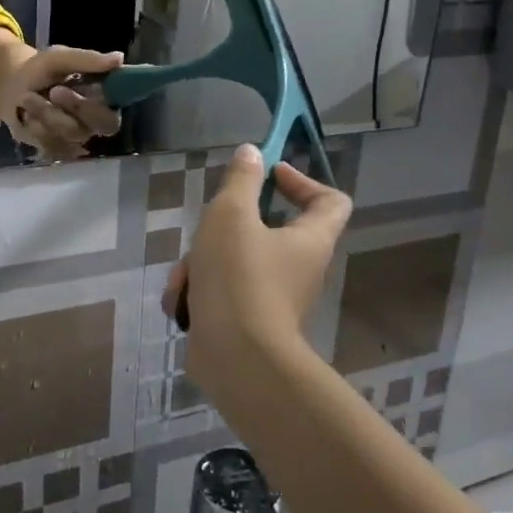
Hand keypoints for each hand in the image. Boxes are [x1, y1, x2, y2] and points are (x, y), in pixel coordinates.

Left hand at [0, 31, 124, 159]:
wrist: (10, 87)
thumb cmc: (41, 70)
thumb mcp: (59, 58)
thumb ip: (87, 60)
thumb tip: (119, 58)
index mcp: (105, 98)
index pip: (119, 107)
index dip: (105, 102)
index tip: (82, 89)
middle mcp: (97, 121)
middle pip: (103, 125)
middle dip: (77, 106)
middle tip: (55, 91)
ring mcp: (78, 137)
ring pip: (72, 134)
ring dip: (46, 113)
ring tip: (26, 97)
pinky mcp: (58, 149)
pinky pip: (52, 145)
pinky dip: (35, 128)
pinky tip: (26, 116)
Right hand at [163, 145, 351, 394]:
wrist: (235, 360)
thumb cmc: (239, 277)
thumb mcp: (231, 215)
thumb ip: (241, 180)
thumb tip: (252, 153)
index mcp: (309, 240)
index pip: (331, 200)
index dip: (303, 181)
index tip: (268, 175)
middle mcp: (299, 269)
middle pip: (267, 230)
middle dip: (226, 228)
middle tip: (206, 230)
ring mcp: (274, 299)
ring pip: (234, 263)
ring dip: (202, 264)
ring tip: (185, 279)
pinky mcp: (248, 322)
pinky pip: (223, 294)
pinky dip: (200, 293)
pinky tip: (181, 303)